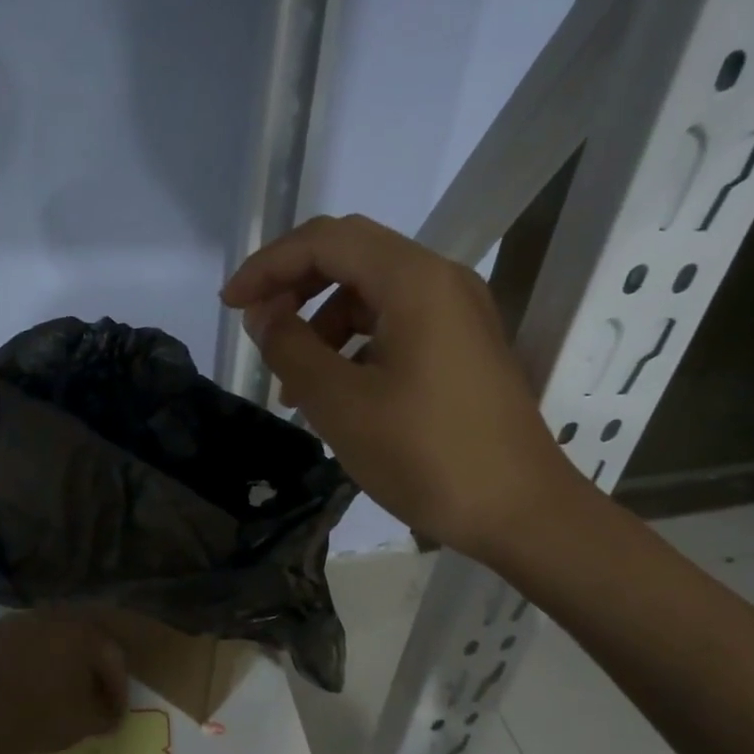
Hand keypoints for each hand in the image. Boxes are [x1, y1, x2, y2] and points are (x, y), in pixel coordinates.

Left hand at [0, 610, 128, 753]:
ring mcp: (12, 622)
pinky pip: (3, 646)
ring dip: (45, 656)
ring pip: (37, 636)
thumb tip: (110, 714)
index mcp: (83, 633)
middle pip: (76, 637)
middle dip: (84, 662)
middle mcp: (50, 617)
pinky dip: (10, 660)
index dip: (117, 685)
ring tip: (44, 685)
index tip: (115, 711)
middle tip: (84, 689)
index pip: (111, 656)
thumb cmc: (40, 716)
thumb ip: (105, 715)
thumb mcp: (84, 723)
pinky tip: (7, 682)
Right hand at [222, 214, 574, 561]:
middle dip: (294, 285)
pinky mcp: (463, 345)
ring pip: (372, 292)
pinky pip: (396, 323)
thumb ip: (291, 348)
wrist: (522, 512)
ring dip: (323, 323)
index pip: (326, 241)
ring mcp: (458, 312)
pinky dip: (355, 344)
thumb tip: (264, 315)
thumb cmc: (427, 456)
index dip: (269, 266)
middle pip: (351, 255)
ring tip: (293, 383)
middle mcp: (441, 280)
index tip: (231, 305)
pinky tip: (336, 392)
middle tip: (257, 327)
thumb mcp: (341, 404)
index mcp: (415, 280)